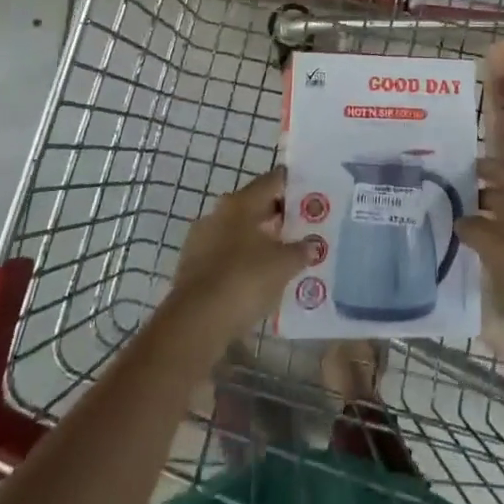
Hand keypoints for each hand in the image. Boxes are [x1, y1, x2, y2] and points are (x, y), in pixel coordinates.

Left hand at [169, 167, 309, 344]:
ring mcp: (201, 240)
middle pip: (254, 206)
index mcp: (240, 203)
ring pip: (238, 231)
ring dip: (259, 240)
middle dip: (278, 216)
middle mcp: (218, 213)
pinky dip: (243, 260)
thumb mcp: (283, 265)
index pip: (272, 181)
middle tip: (303, 228)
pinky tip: (259, 277)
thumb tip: (311, 244)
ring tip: (284, 256)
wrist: (196, 323)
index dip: (293, 184)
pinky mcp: (192, 267)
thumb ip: (300, 251)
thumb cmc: (244, 280)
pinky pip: (225, 255)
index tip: (311, 193)